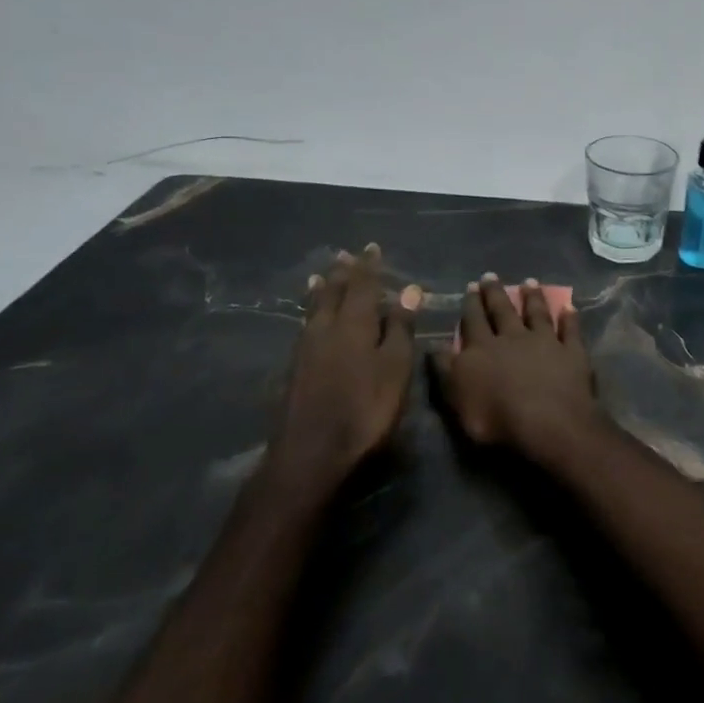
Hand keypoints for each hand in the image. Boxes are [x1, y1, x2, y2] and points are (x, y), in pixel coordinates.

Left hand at [271, 246, 419, 497]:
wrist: (311, 454)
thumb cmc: (365, 410)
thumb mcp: (395, 369)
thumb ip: (400, 328)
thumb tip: (409, 289)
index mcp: (354, 325)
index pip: (363, 286)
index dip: (368, 266)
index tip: (371, 247)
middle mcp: (326, 329)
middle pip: (333, 292)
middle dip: (342, 273)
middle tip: (344, 255)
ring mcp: (306, 349)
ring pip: (314, 308)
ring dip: (321, 289)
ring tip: (319, 276)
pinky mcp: (294, 369)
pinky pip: (305, 325)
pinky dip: (310, 311)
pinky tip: (309, 319)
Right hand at [433, 274, 601, 464]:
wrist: (547, 423)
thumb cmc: (496, 419)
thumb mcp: (457, 398)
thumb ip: (445, 370)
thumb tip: (434, 346)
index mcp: (483, 349)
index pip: (473, 321)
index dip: (471, 304)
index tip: (470, 285)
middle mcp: (513, 338)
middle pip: (503, 311)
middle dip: (496, 293)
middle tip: (491, 275)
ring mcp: (545, 342)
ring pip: (537, 314)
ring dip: (533, 297)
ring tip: (529, 282)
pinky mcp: (572, 352)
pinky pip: (571, 331)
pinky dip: (570, 319)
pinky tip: (569, 307)